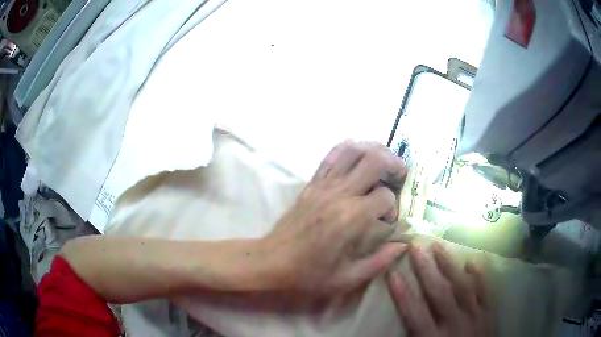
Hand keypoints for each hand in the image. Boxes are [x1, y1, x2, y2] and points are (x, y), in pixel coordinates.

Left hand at [265, 140, 407, 293]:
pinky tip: (358, 153)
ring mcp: (323, 185)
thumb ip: (379, 261)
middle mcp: (339, 194)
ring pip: (353, 151)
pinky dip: (348, 149)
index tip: (389, 220)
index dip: (394, 207)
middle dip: (394, 164)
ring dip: (374, 150)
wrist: (271, 261)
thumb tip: (402, 245)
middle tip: (401, 175)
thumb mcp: (347, 278)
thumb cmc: (308, 273)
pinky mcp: (312, 183)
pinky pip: (331, 156)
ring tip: (385, 159)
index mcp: (351, 218)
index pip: (385, 196)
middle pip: (374, 161)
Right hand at [387, 243, 493, 336]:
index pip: (415, 313)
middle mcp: (455, 323)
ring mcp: (475, 316)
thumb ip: (414, 336)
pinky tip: (473, 262)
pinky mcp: (489, 313)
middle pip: (439, 293)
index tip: (392, 273)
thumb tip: (397, 323)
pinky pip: (485, 292)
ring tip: (439, 245)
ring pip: (462, 286)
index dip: (402, 294)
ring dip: (449, 265)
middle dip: (426, 269)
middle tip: (416, 246)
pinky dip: (479, 276)